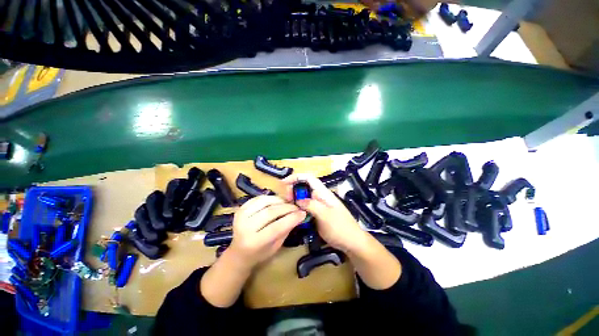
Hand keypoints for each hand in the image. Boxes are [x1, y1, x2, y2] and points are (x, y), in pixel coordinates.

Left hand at [228, 195, 306, 268]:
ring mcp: (241, 216)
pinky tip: (277, 201)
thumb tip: (299, 215)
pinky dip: (270, 198)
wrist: (239, 252)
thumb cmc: (260, 253)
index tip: (303, 213)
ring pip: (265, 201)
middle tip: (297, 207)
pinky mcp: (240, 209)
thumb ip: (286, 229)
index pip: (276, 227)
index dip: (291, 218)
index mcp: (254, 242)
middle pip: (270, 212)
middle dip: (287, 207)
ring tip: (287, 204)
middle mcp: (245, 227)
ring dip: (279, 200)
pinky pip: (258, 198)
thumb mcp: (276, 246)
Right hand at [282, 174, 366, 252]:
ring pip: (303, 198)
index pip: (309, 178)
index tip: (284, 183)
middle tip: (286, 200)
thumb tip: (297, 199)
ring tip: (287, 207)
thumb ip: (311, 205)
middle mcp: (319, 197)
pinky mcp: (315, 214)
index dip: (296, 177)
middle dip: (293, 190)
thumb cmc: (340, 227)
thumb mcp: (325, 215)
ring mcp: (317, 206)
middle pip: (304, 187)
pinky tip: (292, 214)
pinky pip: (304, 208)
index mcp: (323, 193)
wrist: (351, 242)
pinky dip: (297, 208)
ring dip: (294, 199)